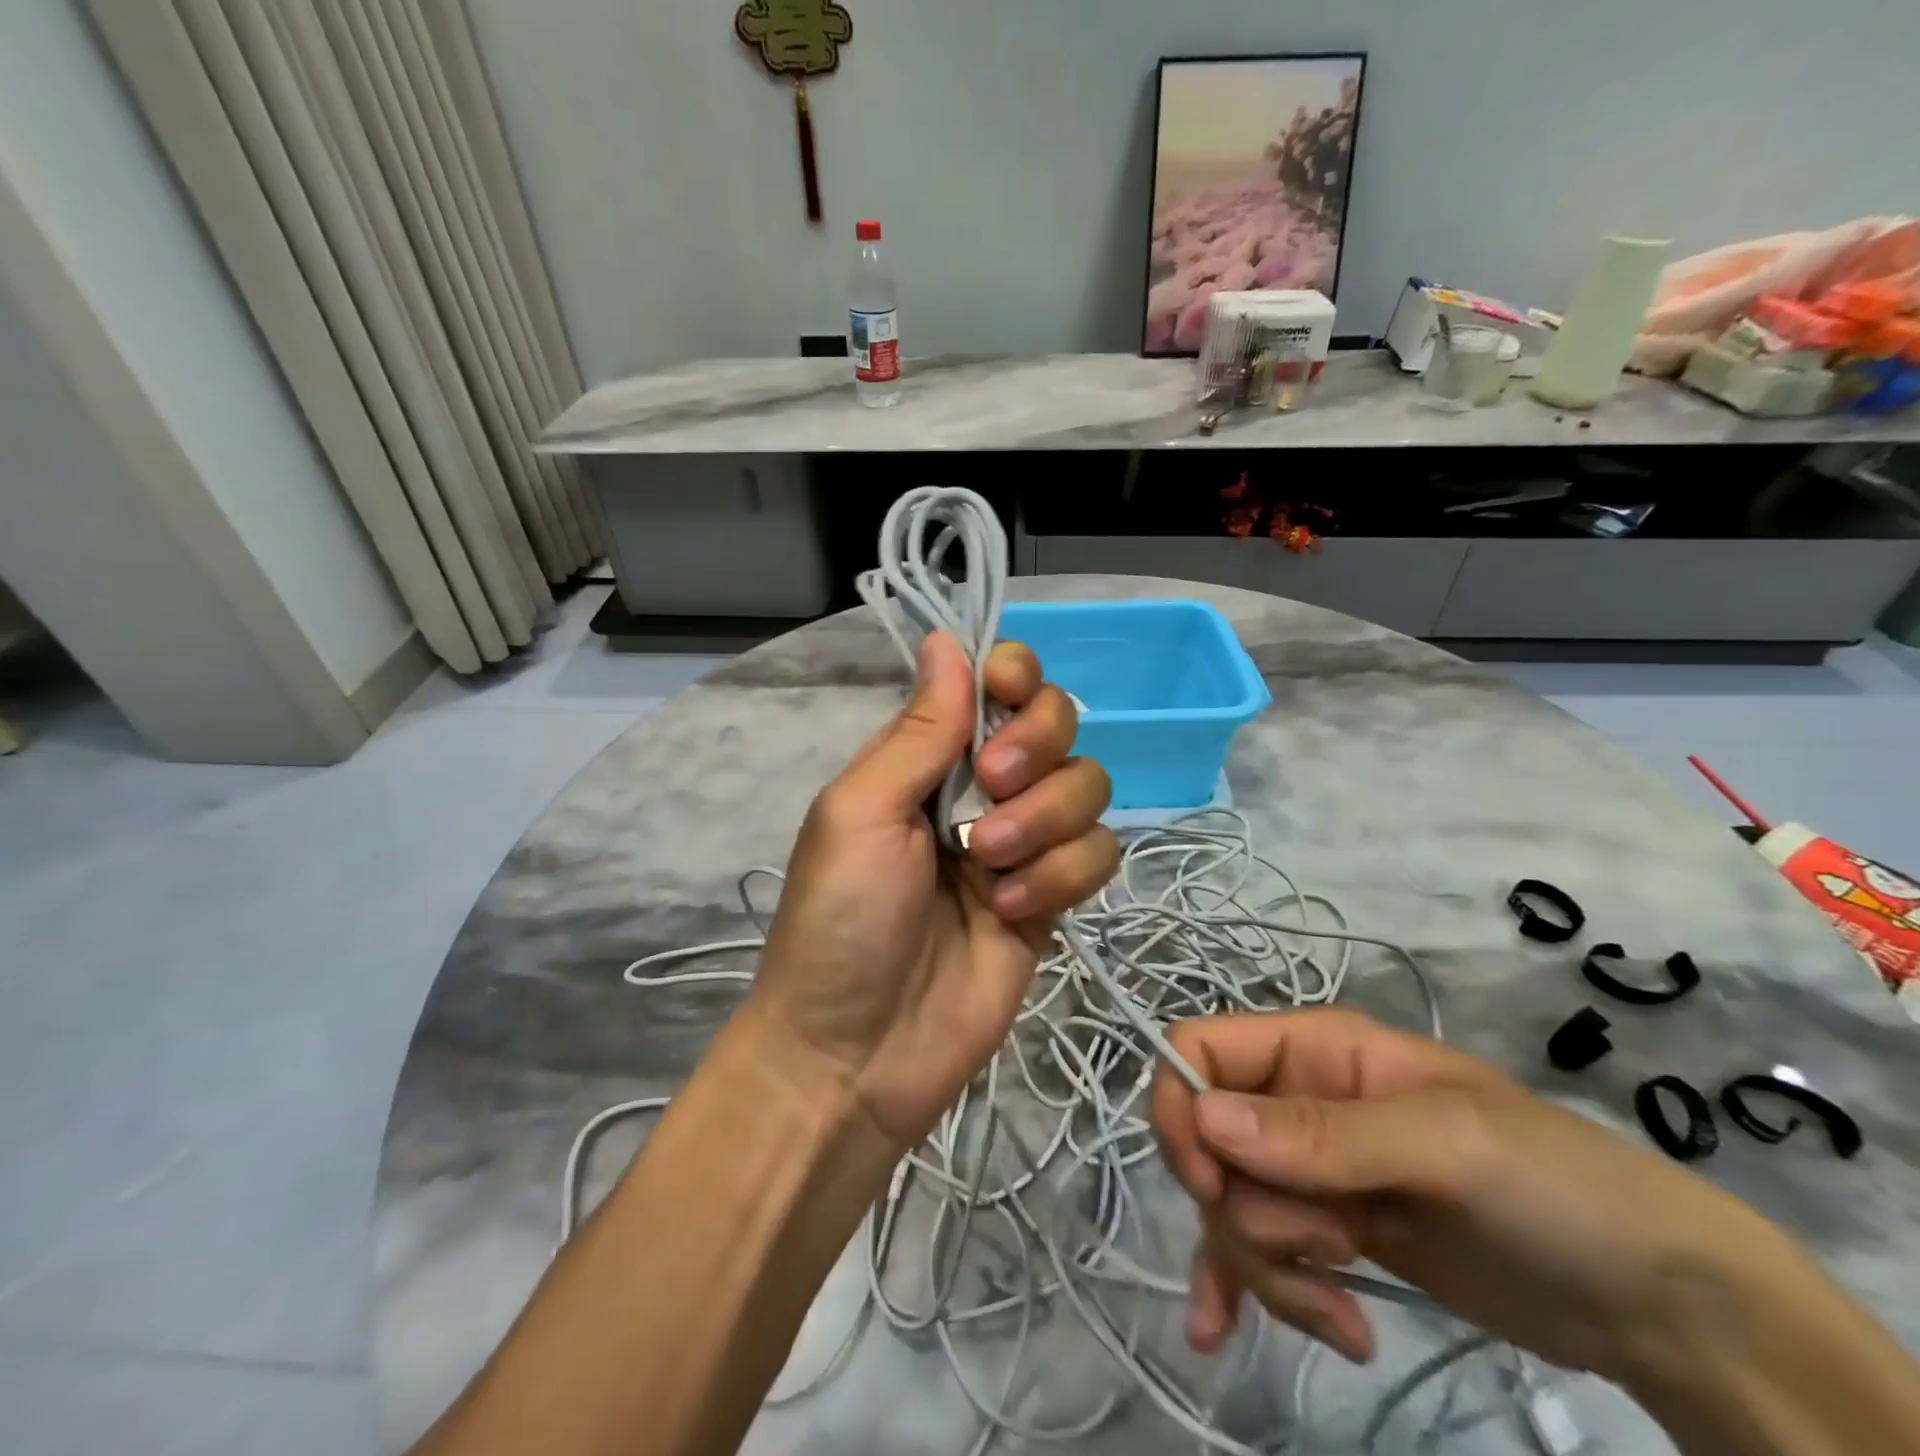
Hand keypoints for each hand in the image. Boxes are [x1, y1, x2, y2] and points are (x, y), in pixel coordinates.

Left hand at [750, 631, 1118, 1150]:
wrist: (856, 1053)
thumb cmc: (839, 920)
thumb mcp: (860, 811)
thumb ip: (918, 729)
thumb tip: (948, 638)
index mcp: (929, 756)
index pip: (996, 681)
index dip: (1015, 673)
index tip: (1006, 692)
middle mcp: (981, 788)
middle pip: (1057, 721)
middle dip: (1035, 749)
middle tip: (990, 789)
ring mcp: (1024, 842)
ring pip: (1088, 786)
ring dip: (1044, 823)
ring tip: (987, 873)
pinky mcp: (1054, 897)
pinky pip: (1098, 853)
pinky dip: (1061, 877)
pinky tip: (1010, 914)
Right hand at [1152, 1009, 1796, 1383]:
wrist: (1667, 1307)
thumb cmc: (1559, 1187)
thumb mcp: (1446, 1146)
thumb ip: (1323, 1135)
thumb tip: (1203, 1121)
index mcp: (1316, 1049)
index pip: (1201, 1048)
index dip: (1183, 1108)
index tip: (1210, 1186)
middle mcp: (1299, 1099)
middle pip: (1208, 1141)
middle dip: (1245, 1211)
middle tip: (1326, 1254)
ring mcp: (1315, 1170)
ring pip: (1231, 1205)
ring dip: (1266, 1268)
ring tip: (1343, 1314)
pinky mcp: (1332, 1233)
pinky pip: (1256, 1251)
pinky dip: (1241, 1290)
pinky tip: (1220, 1333)